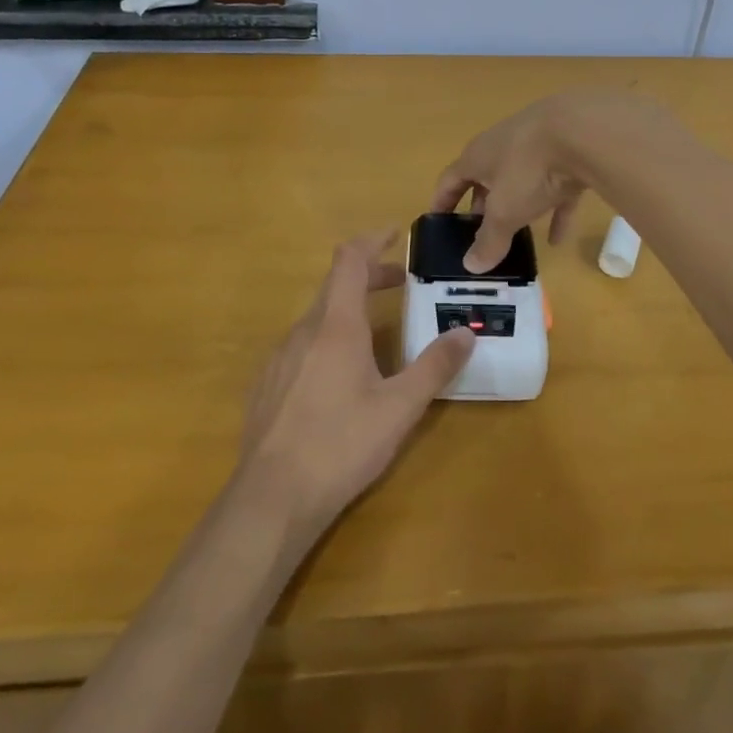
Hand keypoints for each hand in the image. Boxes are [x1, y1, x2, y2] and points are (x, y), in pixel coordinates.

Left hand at [237, 231, 473, 541]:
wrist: (271, 499)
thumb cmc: (341, 445)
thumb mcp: (400, 408)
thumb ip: (434, 367)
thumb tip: (465, 333)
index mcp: (336, 326)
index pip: (350, 260)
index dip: (372, 240)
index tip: (395, 234)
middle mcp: (303, 331)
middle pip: (335, 286)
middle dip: (369, 278)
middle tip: (401, 285)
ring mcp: (279, 358)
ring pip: (318, 318)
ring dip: (349, 311)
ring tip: (377, 335)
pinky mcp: (266, 384)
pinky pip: (301, 345)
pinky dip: (327, 340)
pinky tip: (339, 377)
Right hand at [432, 90, 666, 273]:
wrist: (583, 130)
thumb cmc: (528, 169)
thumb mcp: (504, 211)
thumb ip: (489, 240)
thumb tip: (470, 266)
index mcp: (477, 156)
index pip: (450, 180)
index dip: (441, 203)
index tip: (437, 224)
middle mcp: (502, 146)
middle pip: (485, 179)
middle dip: (481, 206)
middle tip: (479, 234)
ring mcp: (537, 146)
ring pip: (522, 182)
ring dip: (518, 207)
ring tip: (516, 236)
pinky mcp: (568, 153)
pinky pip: (556, 187)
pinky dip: (554, 212)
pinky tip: (559, 239)